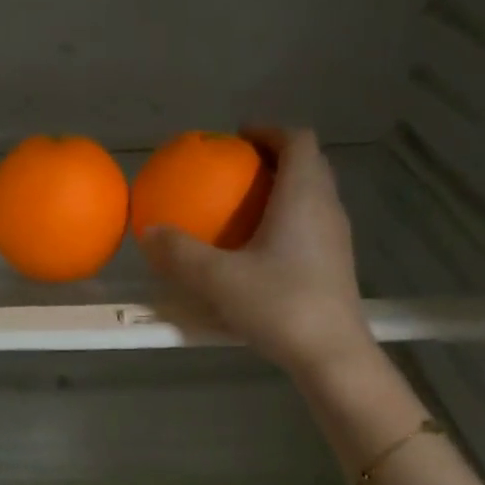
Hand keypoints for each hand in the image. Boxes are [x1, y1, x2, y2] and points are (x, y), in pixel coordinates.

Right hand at [142, 127, 373, 379]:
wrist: (331, 354)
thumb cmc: (279, 306)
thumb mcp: (219, 280)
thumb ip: (181, 254)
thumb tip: (148, 231)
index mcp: (303, 196)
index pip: (297, 140)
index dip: (269, 130)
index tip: (239, 138)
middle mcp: (327, 208)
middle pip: (309, 165)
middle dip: (275, 159)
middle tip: (239, 171)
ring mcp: (336, 239)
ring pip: (313, 197)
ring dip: (284, 191)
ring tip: (247, 209)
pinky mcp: (337, 266)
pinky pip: (312, 226)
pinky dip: (288, 222)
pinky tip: (261, 252)